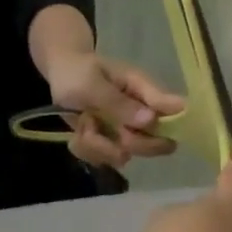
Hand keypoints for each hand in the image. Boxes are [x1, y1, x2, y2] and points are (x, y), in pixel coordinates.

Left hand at [46, 52, 186, 168]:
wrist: (57, 75)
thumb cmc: (76, 71)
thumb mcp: (91, 84)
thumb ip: (118, 102)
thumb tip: (151, 120)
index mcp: (144, 91)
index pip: (174, 111)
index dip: (168, 128)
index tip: (134, 130)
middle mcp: (141, 114)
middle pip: (156, 145)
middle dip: (126, 143)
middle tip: (100, 126)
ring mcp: (125, 130)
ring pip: (124, 155)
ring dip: (97, 145)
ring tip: (83, 123)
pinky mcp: (109, 143)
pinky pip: (103, 159)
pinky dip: (86, 149)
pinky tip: (78, 131)